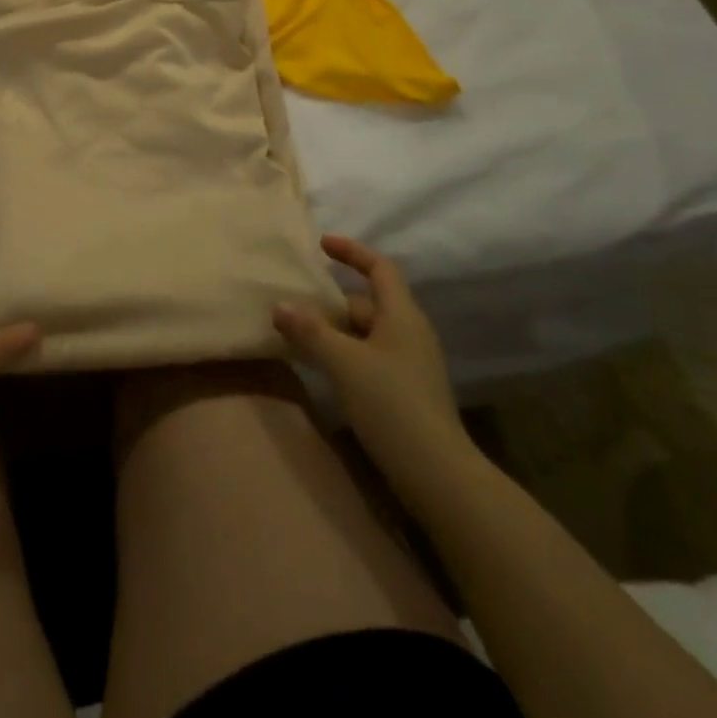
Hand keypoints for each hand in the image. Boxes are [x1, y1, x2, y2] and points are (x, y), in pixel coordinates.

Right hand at [274, 235, 476, 492]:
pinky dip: (343, 353)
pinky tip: (321, 368)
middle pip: (367, 302)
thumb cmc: (392, 404)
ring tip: (298, 334)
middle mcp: (409, 332)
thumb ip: (310, 331)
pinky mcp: (404, 390)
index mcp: (402, 315)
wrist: (437, 473)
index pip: (379, 268)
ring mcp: (409, 363)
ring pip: (365, 332)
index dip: (352, 252)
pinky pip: (368, 356)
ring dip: (334, 330)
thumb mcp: (344, 363)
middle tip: (293, 303)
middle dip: (331, 300)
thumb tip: (280, 306)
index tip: (321, 244)